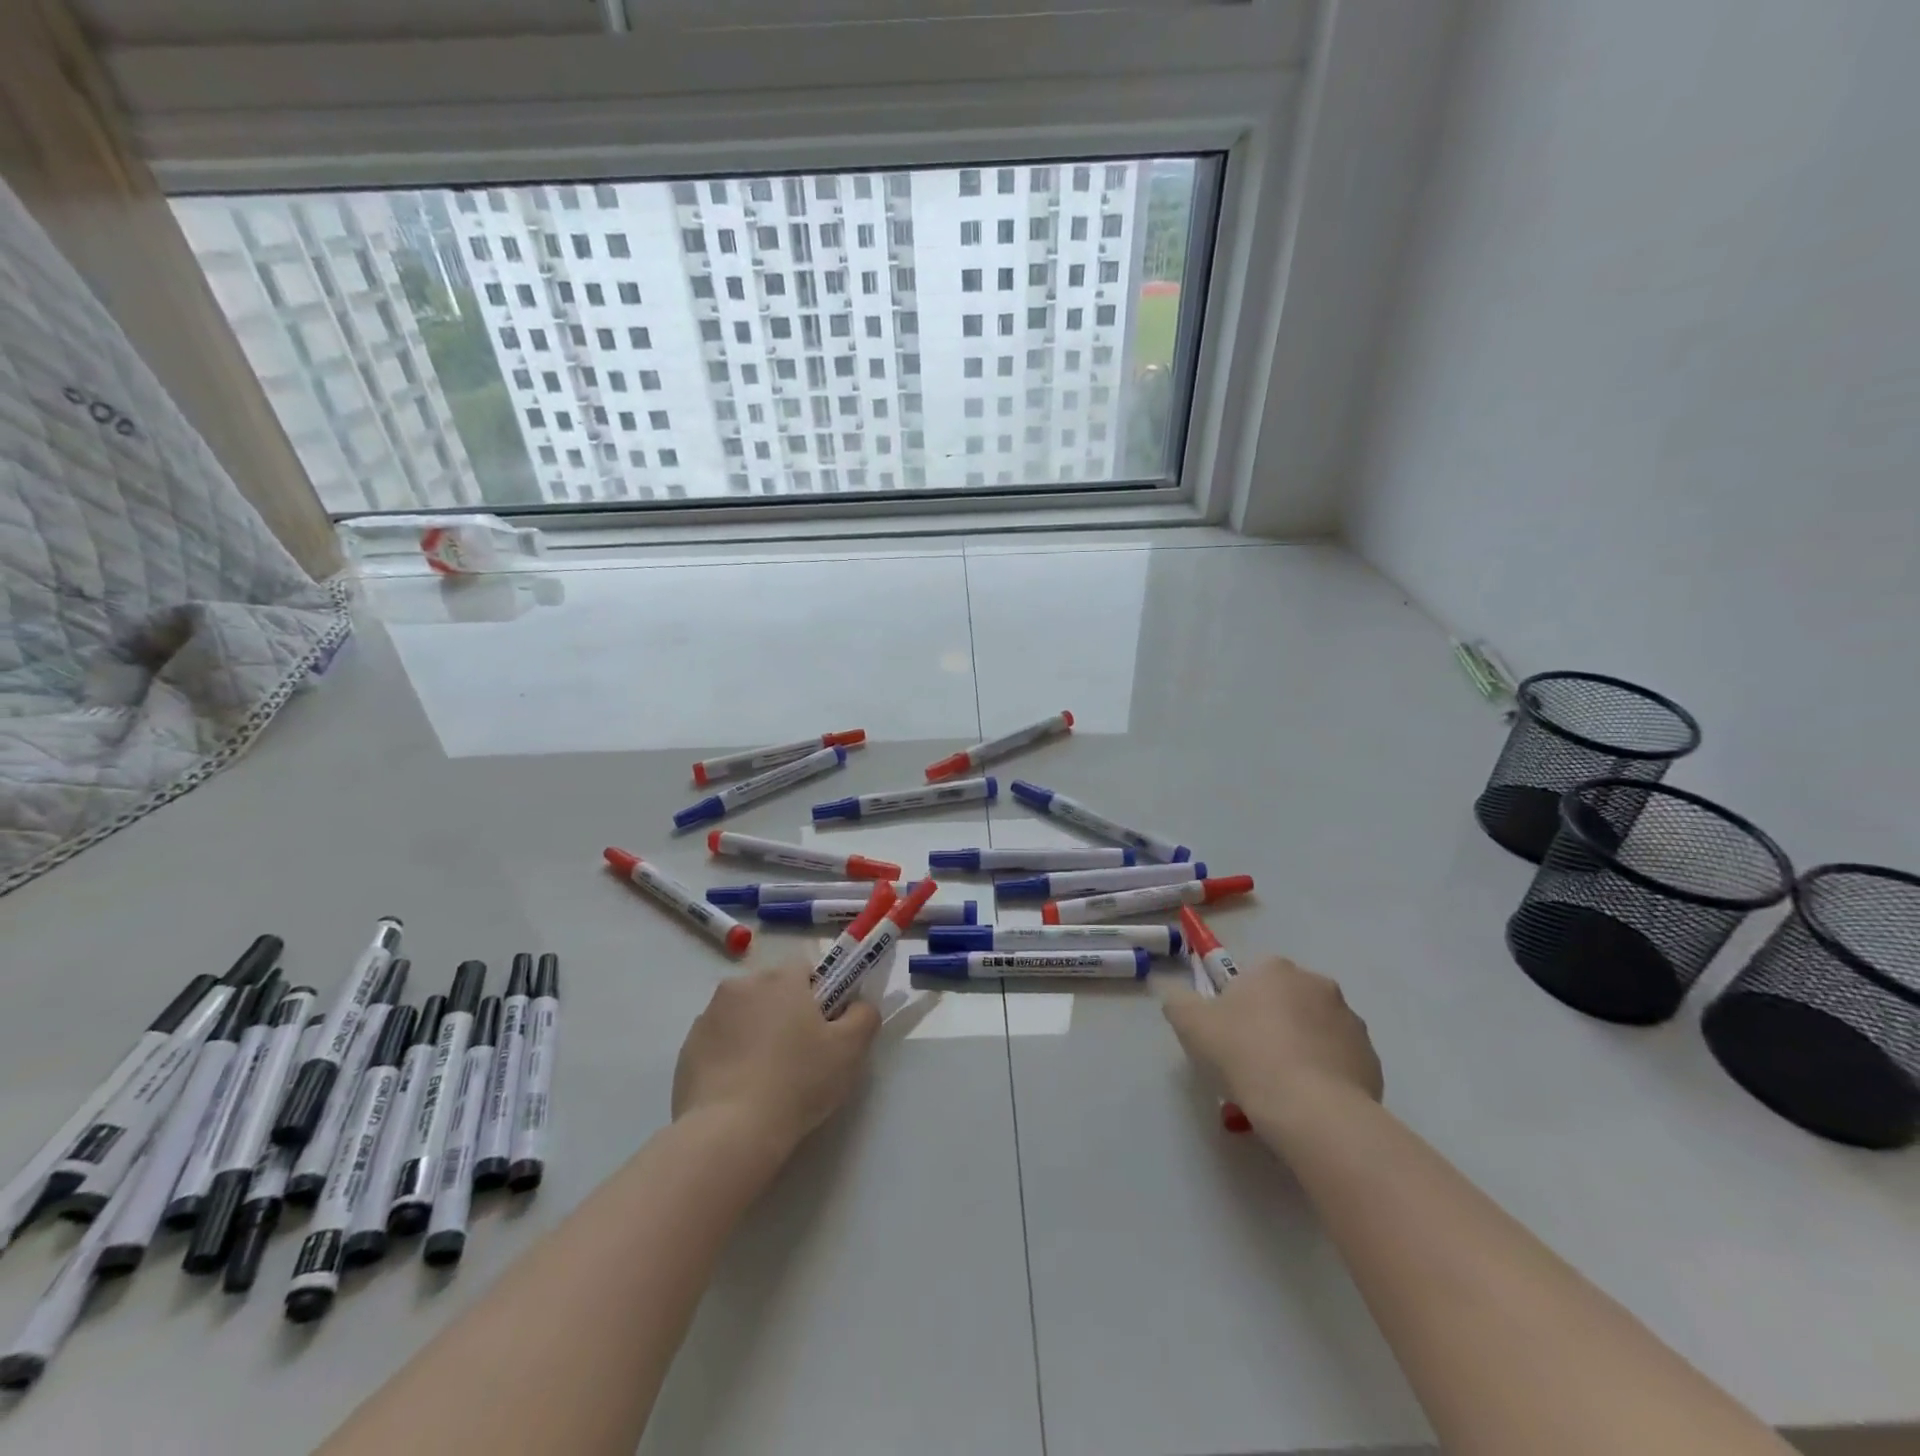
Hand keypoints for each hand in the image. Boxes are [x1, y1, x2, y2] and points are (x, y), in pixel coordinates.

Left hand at [672, 964, 880, 1155]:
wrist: (728, 1133)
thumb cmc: (797, 1082)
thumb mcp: (850, 1050)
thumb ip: (864, 1016)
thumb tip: (858, 1005)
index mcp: (780, 978)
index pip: (806, 968)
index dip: (820, 993)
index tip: (825, 1026)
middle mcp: (741, 985)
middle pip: (773, 989)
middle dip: (786, 1011)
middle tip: (801, 1054)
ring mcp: (708, 1015)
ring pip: (744, 1014)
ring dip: (756, 1032)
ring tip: (767, 1078)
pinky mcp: (686, 1048)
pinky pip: (719, 1041)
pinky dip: (731, 1055)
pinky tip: (741, 1090)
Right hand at [1163, 956, 1382, 1124]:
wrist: (1310, 1109)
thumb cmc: (1244, 1054)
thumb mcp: (1190, 1024)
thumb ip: (1177, 1000)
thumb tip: (1174, 993)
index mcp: (1275, 968)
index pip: (1252, 977)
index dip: (1237, 1005)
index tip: (1227, 1035)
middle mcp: (1318, 984)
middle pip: (1286, 1001)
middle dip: (1271, 1024)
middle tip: (1250, 1061)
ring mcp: (1351, 1022)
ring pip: (1315, 1031)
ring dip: (1300, 1048)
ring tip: (1280, 1089)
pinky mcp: (1372, 1060)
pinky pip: (1339, 1061)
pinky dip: (1324, 1075)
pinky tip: (1307, 1102)